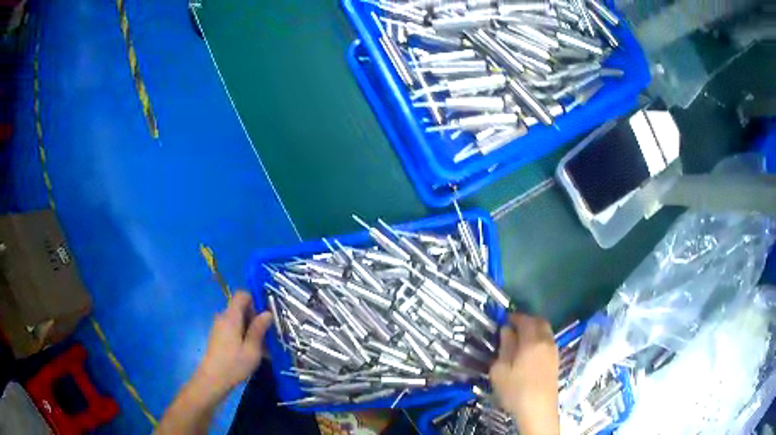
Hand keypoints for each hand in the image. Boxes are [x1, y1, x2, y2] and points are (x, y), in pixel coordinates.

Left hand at [193, 291, 271, 400]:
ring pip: (238, 320)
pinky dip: (243, 335)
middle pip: (241, 308)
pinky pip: (233, 328)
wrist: (212, 379)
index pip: (241, 295)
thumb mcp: (252, 349)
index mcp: (231, 317)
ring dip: (250, 329)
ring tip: (262, 347)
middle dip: (255, 318)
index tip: (265, 316)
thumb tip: (267, 312)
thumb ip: (259, 329)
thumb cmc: (234, 364)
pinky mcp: (218, 336)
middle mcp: (223, 317)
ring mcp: (219, 327)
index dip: (255, 300)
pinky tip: (251, 352)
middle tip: (267, 335)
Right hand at [490, 313, 559, 434]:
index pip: (525, 320)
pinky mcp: (556, 361)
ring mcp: (553, 351)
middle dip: (527, 321)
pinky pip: (548, 342)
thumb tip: (506, 331)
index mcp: (532, 341)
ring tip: (520, 340)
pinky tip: (529, 352)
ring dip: (534, 330)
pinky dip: (539, 340)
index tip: (504, 320)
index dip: (515, 317)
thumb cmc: (516, 390)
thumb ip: (504, 347)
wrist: (538, 410)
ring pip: (546, 332)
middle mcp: (546, 342)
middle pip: (540, 322)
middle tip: (513, 327)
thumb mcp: (500, 370)